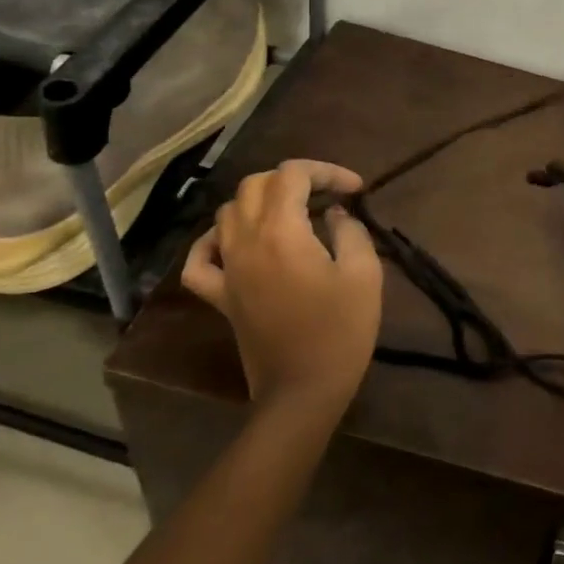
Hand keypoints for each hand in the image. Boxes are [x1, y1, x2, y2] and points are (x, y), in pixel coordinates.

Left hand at [181, 159, 382, 411]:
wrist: (302, 391)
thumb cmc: (340, 330)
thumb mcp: (364, 274)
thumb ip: (351, 231)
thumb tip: (336, 213)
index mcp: (281, 231)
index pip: (293, 174)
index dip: (326, 171)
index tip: (355, 189)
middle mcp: (245, 241)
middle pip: (256, 184)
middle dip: (294, 179)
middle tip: (327, 195)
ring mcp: (226, 269)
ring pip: (228, 211)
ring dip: (261, 201)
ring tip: (293, 213)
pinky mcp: (219, 296)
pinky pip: (200, 258)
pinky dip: (214, 240)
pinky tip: (235, 241)